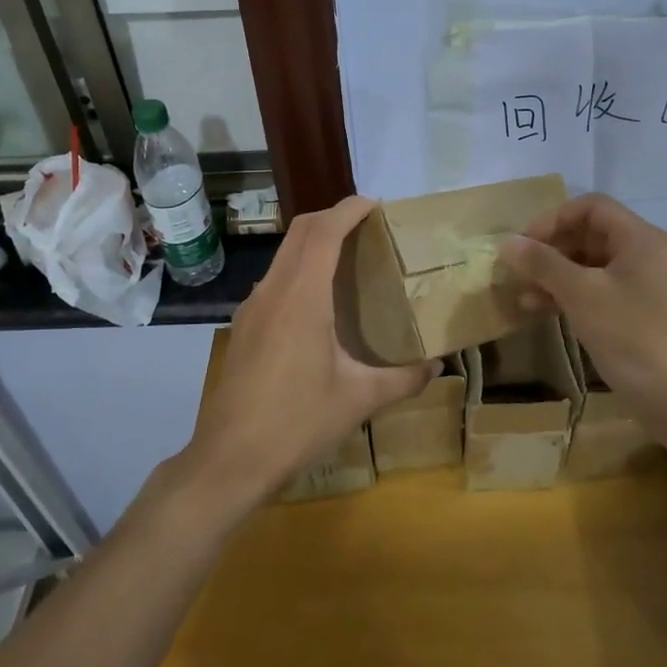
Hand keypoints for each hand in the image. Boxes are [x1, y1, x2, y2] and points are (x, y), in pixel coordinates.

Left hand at [183, 196, 435, 509]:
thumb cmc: (297, 423)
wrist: (228, 461)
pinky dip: (299, 271)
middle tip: (368, 229)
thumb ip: (403, 379)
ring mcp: (251, 308)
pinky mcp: (243, 327)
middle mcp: (272, 291)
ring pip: (284, 255)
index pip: (324, 231)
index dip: (349, 209)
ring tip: (349, 262)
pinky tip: (319, 305)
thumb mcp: (359, 401)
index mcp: (302, 298)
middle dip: (332, 217)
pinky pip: (274, 281)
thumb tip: (437, 366)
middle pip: (300, 231)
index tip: (376, 205)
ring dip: (314, 244)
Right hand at [498, 194, 666, 442]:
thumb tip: (506, 242)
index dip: (553, 219)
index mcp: (640, 239)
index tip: (523, 244)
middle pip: (589, 235)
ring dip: (554, 276)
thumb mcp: (583, 296)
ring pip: (589, 266)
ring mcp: (642, 286)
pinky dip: (568, 297)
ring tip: (521, 296)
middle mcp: (644, 254)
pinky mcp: (636, 314)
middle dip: (550, 249)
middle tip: (517, 270)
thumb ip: (543, 264)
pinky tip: (540, 311)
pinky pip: (596, 292)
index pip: (591, 207)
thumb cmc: (634, 338)